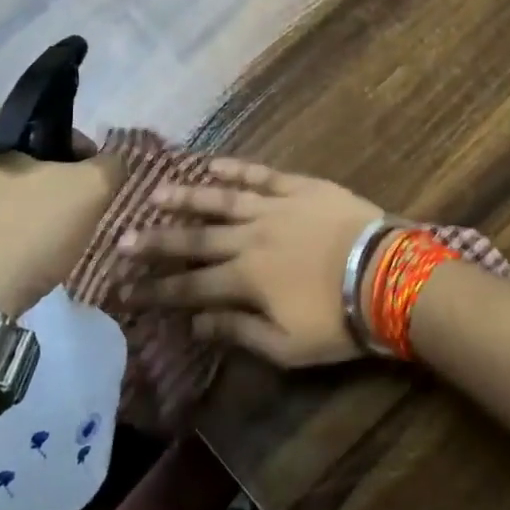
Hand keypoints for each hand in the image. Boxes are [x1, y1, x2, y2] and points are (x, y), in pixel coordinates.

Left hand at [0, 115, 121, 316]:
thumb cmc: (18, 236)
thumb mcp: (87, 191)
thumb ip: (110, 165)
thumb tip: (112, 162)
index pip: (35, 120)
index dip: (73, 144)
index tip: (90, 175)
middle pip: (15, 158)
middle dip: (50, 179)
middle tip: (74, 208)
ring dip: (26, 208)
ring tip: (50, 237)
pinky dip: (1, 235)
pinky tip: (20, 258)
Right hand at [119, 158, 383, 366]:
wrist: (385, 275)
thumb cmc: (337, 319)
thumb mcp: (286, 345)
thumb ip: (237, 332)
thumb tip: (195, 324)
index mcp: (245, 279)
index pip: (190, 286)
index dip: (156, 289)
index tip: (125, 289)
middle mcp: (250, 238)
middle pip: (196, 239)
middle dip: (158, 241)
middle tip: (123, 239)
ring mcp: (274, 207)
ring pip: (221, 199)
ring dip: (187, 198)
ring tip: (156, 194)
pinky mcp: (299, 186)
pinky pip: (260, 174)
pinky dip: (234, 168)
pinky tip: (211, 164)